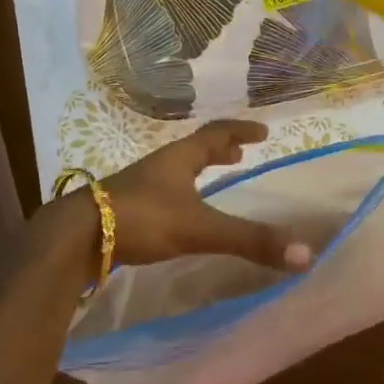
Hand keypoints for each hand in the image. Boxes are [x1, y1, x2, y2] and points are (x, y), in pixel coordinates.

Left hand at [56, 120, 309, 272]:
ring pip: (176, 170)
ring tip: (212, 178)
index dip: (240, 132)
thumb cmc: (142, 219)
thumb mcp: (201, 228)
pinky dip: (180, 192)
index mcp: (180, 159)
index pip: (216, 134)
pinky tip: (178, 213)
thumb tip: (305, 252)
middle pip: (194, 149)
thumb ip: (250, 240)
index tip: (263, 132)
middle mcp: (160, 165)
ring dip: (198, 170)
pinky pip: (162, 191)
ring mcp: (140, 185)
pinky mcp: (126, 207)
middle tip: (239, 154)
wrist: (78, 235)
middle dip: (219, 149)